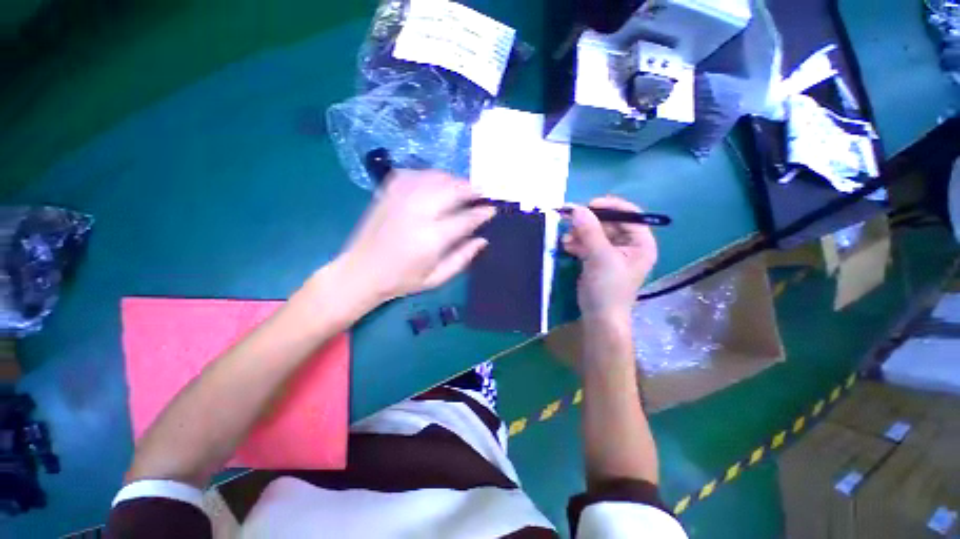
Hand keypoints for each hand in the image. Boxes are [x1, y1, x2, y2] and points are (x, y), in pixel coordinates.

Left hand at [338, 170, 495, 305]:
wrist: (360, 273)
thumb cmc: (401, 280)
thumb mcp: (436, 279)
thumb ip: (462, 259)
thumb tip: (483, 240)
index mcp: (431, 238)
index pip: (465, 219)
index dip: (482, 212)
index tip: (492, 209)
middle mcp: (418, 213)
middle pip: (451, 190)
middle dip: (471, 189)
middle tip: (481, 192)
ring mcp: (400, 200)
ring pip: (434, 178)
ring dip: (453, 179)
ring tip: (462, 186)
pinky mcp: (387, 194)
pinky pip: (413, 174)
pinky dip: (429, 175)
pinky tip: (435, 181)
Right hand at [562, 196, 657, 320]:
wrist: (599, 317)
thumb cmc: (608, 288)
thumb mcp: (600, 257)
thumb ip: (590, 231)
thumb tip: (577, 208)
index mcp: (641, 243)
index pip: (629, 214)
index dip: (609, 206)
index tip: (587, 205)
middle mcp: (629, 245)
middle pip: (609, 222)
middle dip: (588, 222)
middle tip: (570, 222)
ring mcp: (612, 252)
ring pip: (595, 233)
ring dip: (579, 233)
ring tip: (566, 239)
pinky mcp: (598, 259)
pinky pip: (587, 243)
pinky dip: (576, 243)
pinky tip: (566, 245)